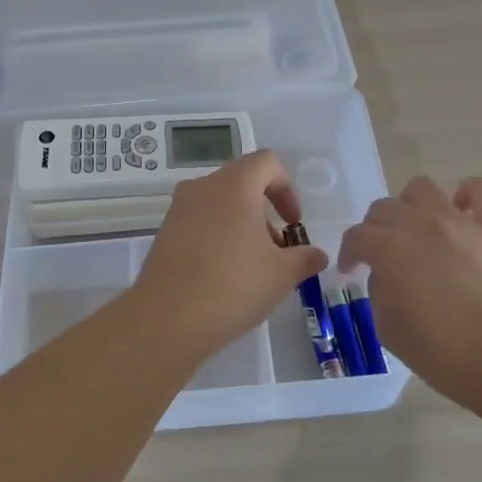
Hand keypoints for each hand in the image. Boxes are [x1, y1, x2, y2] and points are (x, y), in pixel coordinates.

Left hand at [130, 150, 327, 359]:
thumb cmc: (233, 285)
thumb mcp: (282, 274)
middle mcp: (203, 187)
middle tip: (276, 250)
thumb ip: (304, 258)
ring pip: (219, 204)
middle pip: (242, 183)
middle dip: (264, 212)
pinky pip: (199, 222)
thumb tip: (317, 255)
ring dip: (241, 226)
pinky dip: (217, 237)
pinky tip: (224, 275)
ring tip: (252, 268)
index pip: (266, 163)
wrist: (167, 318)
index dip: (286, 189)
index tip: (293, 223)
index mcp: (234, 184)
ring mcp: (178, 209)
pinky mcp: (164, 232)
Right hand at [339, 176, 481, 409]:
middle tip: (380, 257)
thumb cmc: (440, 352)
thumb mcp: (388, 328)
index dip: (348, 254)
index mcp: (389, 248)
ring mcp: (458, 223)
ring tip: (415, 230)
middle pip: (384, 208)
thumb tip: (388, 276)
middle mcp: (420, 224)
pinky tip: (462, 210)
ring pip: (422, 188)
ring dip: (411, 205)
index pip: (356, 237)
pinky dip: (469, 193)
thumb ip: (380, 292)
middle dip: (374, 230)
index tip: (350, 272)